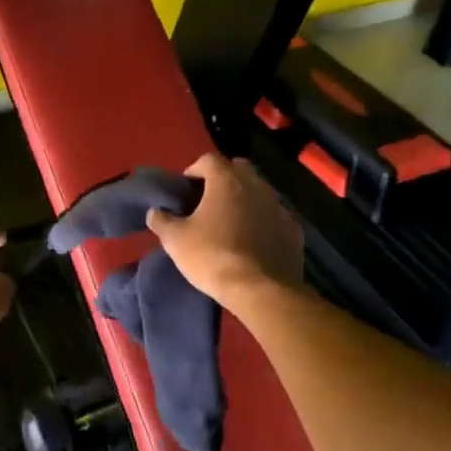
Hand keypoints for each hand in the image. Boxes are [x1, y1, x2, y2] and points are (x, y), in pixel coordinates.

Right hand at [145, 153, 303, 309]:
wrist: (261, 290)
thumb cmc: (212, 257)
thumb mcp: (175, 241)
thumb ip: (162, 220)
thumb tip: (156, 211)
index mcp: (227, 181)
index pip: (209, 159)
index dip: (194, 170)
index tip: (185, 190)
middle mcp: (256, 185)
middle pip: (238, 169)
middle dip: (223, 179)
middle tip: (208, 201)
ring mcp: (279, 207)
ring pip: (259, 192)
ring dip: (244, 200)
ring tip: (230, 223)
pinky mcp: (293, 230)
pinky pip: (273, 217)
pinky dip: (262, 222)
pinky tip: (253, 242)